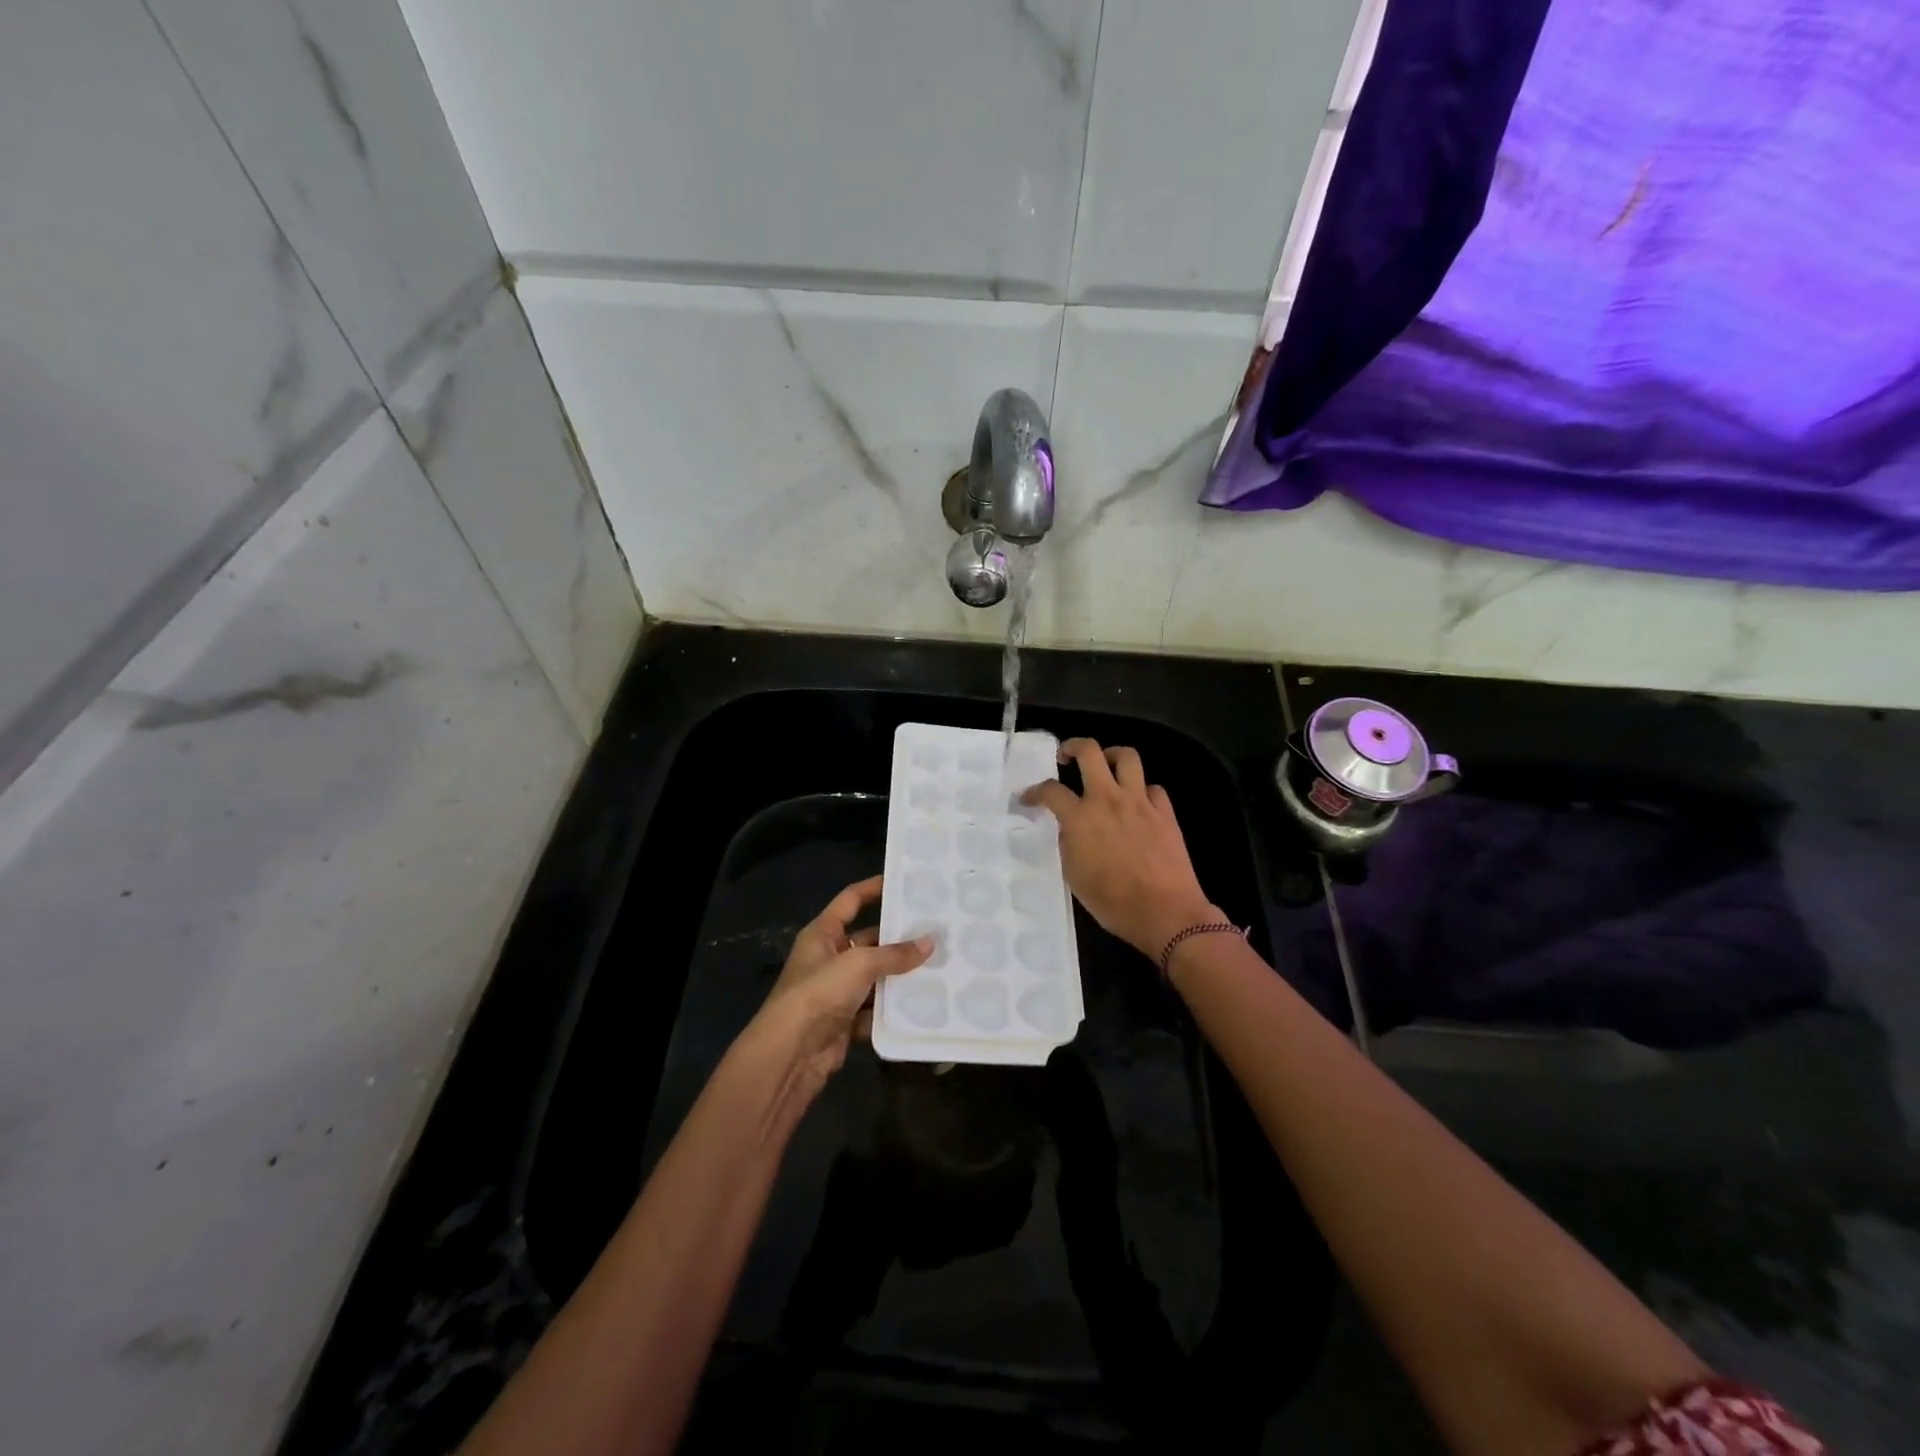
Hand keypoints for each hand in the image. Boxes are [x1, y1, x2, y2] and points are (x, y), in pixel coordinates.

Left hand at [740, 876, 932, 1103]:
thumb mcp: (859, 964)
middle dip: (898, 939)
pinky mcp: (844, 1022)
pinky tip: (922, 1005)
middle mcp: (828, 959)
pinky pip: (874, 1010)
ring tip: (939, 965)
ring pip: (875, 977)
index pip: (850, 901)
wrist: (790, 1054)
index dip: (874, 888)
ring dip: (900, 976)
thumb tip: (930, 943)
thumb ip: (894, 954)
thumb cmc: (819, 993)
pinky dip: (892, 1010)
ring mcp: (836, 992)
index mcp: (822, 934)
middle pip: (868, 941)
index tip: (903, 881)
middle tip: (935, 931)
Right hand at [1021, 739, 1219, 959]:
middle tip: (1066, 756)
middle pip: (1089, 751)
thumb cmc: (1113, 902)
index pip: (1050, 790)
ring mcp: (1140, 802)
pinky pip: (1153, 788)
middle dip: (1072, 746)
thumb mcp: (1074, 877)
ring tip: (1105, 765)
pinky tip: (1137, 804)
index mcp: (1080, 818)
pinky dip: (1142, 790)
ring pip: (1127, 757)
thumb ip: (1068, 844)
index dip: (1034, 792)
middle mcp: (1108, 799)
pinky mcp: (1165, 812)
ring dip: (1112, 755)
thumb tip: (1070, 829)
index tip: (1028, 798)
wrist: (1165, 912)